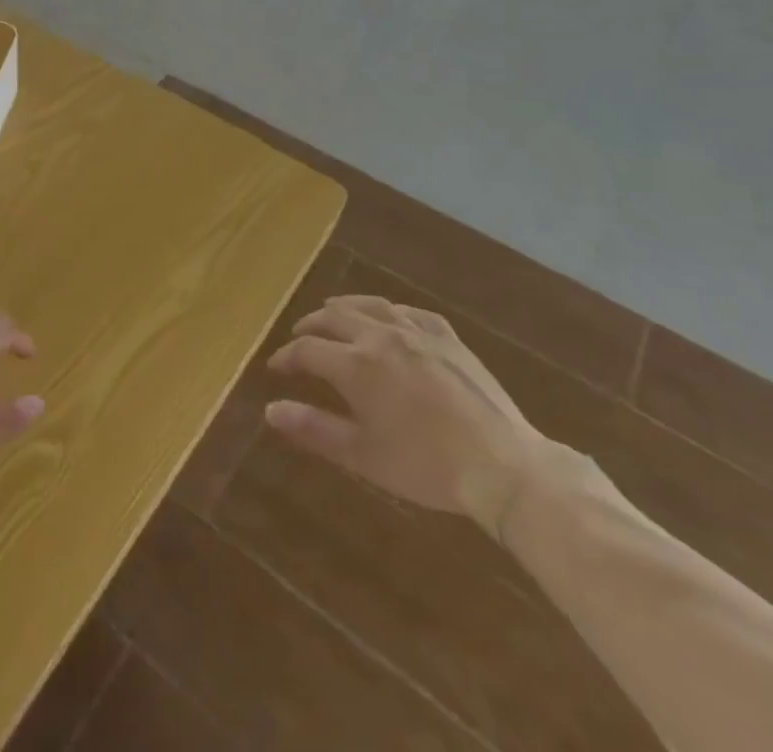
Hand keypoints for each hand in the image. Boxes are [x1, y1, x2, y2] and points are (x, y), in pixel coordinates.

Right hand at [265, 296, 547, 534]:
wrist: (502, 465)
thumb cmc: (426, 466)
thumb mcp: (363, 455)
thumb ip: (314, 429)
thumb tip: (270, 410)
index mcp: (355, 364)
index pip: (307, 350)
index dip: (287, 357)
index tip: (276, 368)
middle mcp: (380, 336)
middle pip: (333, 317)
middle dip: (310, 326)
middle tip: (299, 337)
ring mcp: (417, 332)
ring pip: (370, 305)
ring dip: (344, 307)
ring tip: (333, 312)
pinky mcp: (448, 337)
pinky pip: (410, 312)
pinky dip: (389, 311)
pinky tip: (389, 318)